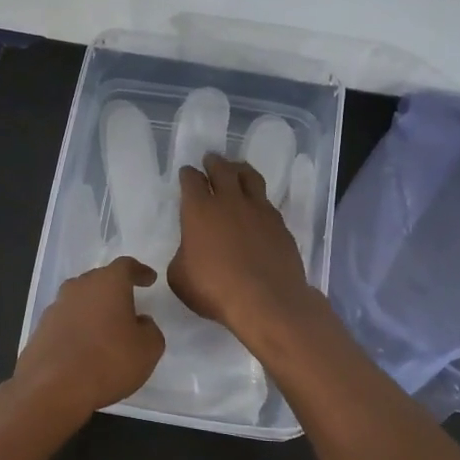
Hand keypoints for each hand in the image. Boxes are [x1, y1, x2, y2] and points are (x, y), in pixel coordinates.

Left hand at [7, 256, 165, 430]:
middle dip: (114, 290)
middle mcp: (79, 287)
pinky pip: (66, 321)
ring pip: (80, 300)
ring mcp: (56, 307)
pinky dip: (78, 328)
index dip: (140, 271)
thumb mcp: (148, 349)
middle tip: (128, 304)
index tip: (149, 279)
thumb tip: (140, 322)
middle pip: (99, 280)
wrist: (51, 389)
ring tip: (106, 328)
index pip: (126, 266)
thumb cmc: (108, 362)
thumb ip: (150, 330)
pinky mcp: (40, 329)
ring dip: (94, 309)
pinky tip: (84, 347)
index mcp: (108, 283)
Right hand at [169, 154, 319, 348]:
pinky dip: (259, 199)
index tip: (187, 172)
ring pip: (250, 177)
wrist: (266, 300)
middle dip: (213, 162)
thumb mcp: (180, 277)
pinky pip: (267, 202)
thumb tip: (190, 250)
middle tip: (211, 159)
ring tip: (237, 169)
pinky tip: (257, 207)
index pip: (191, 181)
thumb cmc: (214, 289)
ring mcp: (259, 210)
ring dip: (240, 170)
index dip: (188, 175)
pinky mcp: (280, 224)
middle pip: (222, 170)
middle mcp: (229, 201)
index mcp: (199, 210)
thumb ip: (182, 255)